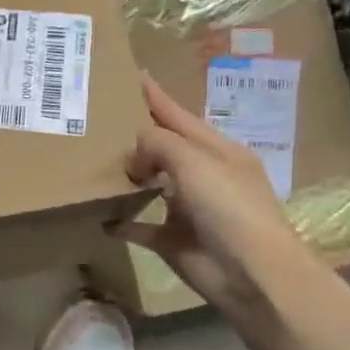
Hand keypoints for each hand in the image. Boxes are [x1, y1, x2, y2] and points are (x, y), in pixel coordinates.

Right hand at [116, 75, 311, 309]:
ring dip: (130, 178)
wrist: (252, 273)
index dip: (157, 98)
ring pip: (153, 186)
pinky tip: (102, 218)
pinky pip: (142, 227)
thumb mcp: (194, 161)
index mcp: (218, 152)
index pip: (181, 116)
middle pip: (165, 150)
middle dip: (138, 137)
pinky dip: (124, 222)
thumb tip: (134, 151)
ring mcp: (190, 210)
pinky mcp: (174, 241)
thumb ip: (159, 143)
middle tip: (101, 124)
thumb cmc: (228, 207)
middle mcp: (204, 177)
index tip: (134, 76)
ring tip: (97, 166)